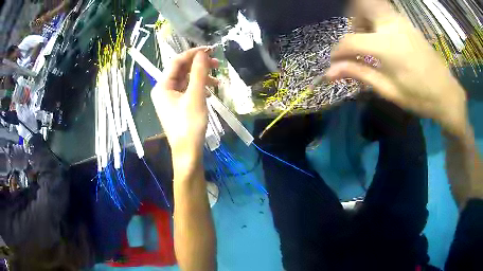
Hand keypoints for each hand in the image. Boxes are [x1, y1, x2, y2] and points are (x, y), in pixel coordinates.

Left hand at [151, 47, 218, 174]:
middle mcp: (164, 90)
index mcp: (162, 86)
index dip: (192, 53)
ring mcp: (170, 98)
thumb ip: (199, 72)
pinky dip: (199, 87)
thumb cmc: (190, 124)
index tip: (209, 49)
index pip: (176, 61)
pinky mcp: (178, 105)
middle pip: (181, 70)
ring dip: (201, 76)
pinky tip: (211, 89)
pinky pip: (188, 90)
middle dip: (198, 65)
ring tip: (217, 79)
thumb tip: (202, 53)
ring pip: (186, 80)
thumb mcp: (195, 96)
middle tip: (216, 62)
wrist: (188, 151)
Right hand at [326, 0, 467, 137]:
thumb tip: (330, 73)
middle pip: (360, 4)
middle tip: (355, 42)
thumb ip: (359, 74)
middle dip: (351, 20)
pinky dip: (375, 18)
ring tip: (369, 40)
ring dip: (363, 17)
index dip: (338, 52)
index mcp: (386, 46)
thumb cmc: (419, 97)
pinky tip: (382, 38)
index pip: (350, 41)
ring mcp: (400, 21)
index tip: (335, 64)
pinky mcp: (406, 23)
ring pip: (372, 4)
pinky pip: (383, 10)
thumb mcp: (388, 90)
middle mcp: (391, 25)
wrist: (446, 93)